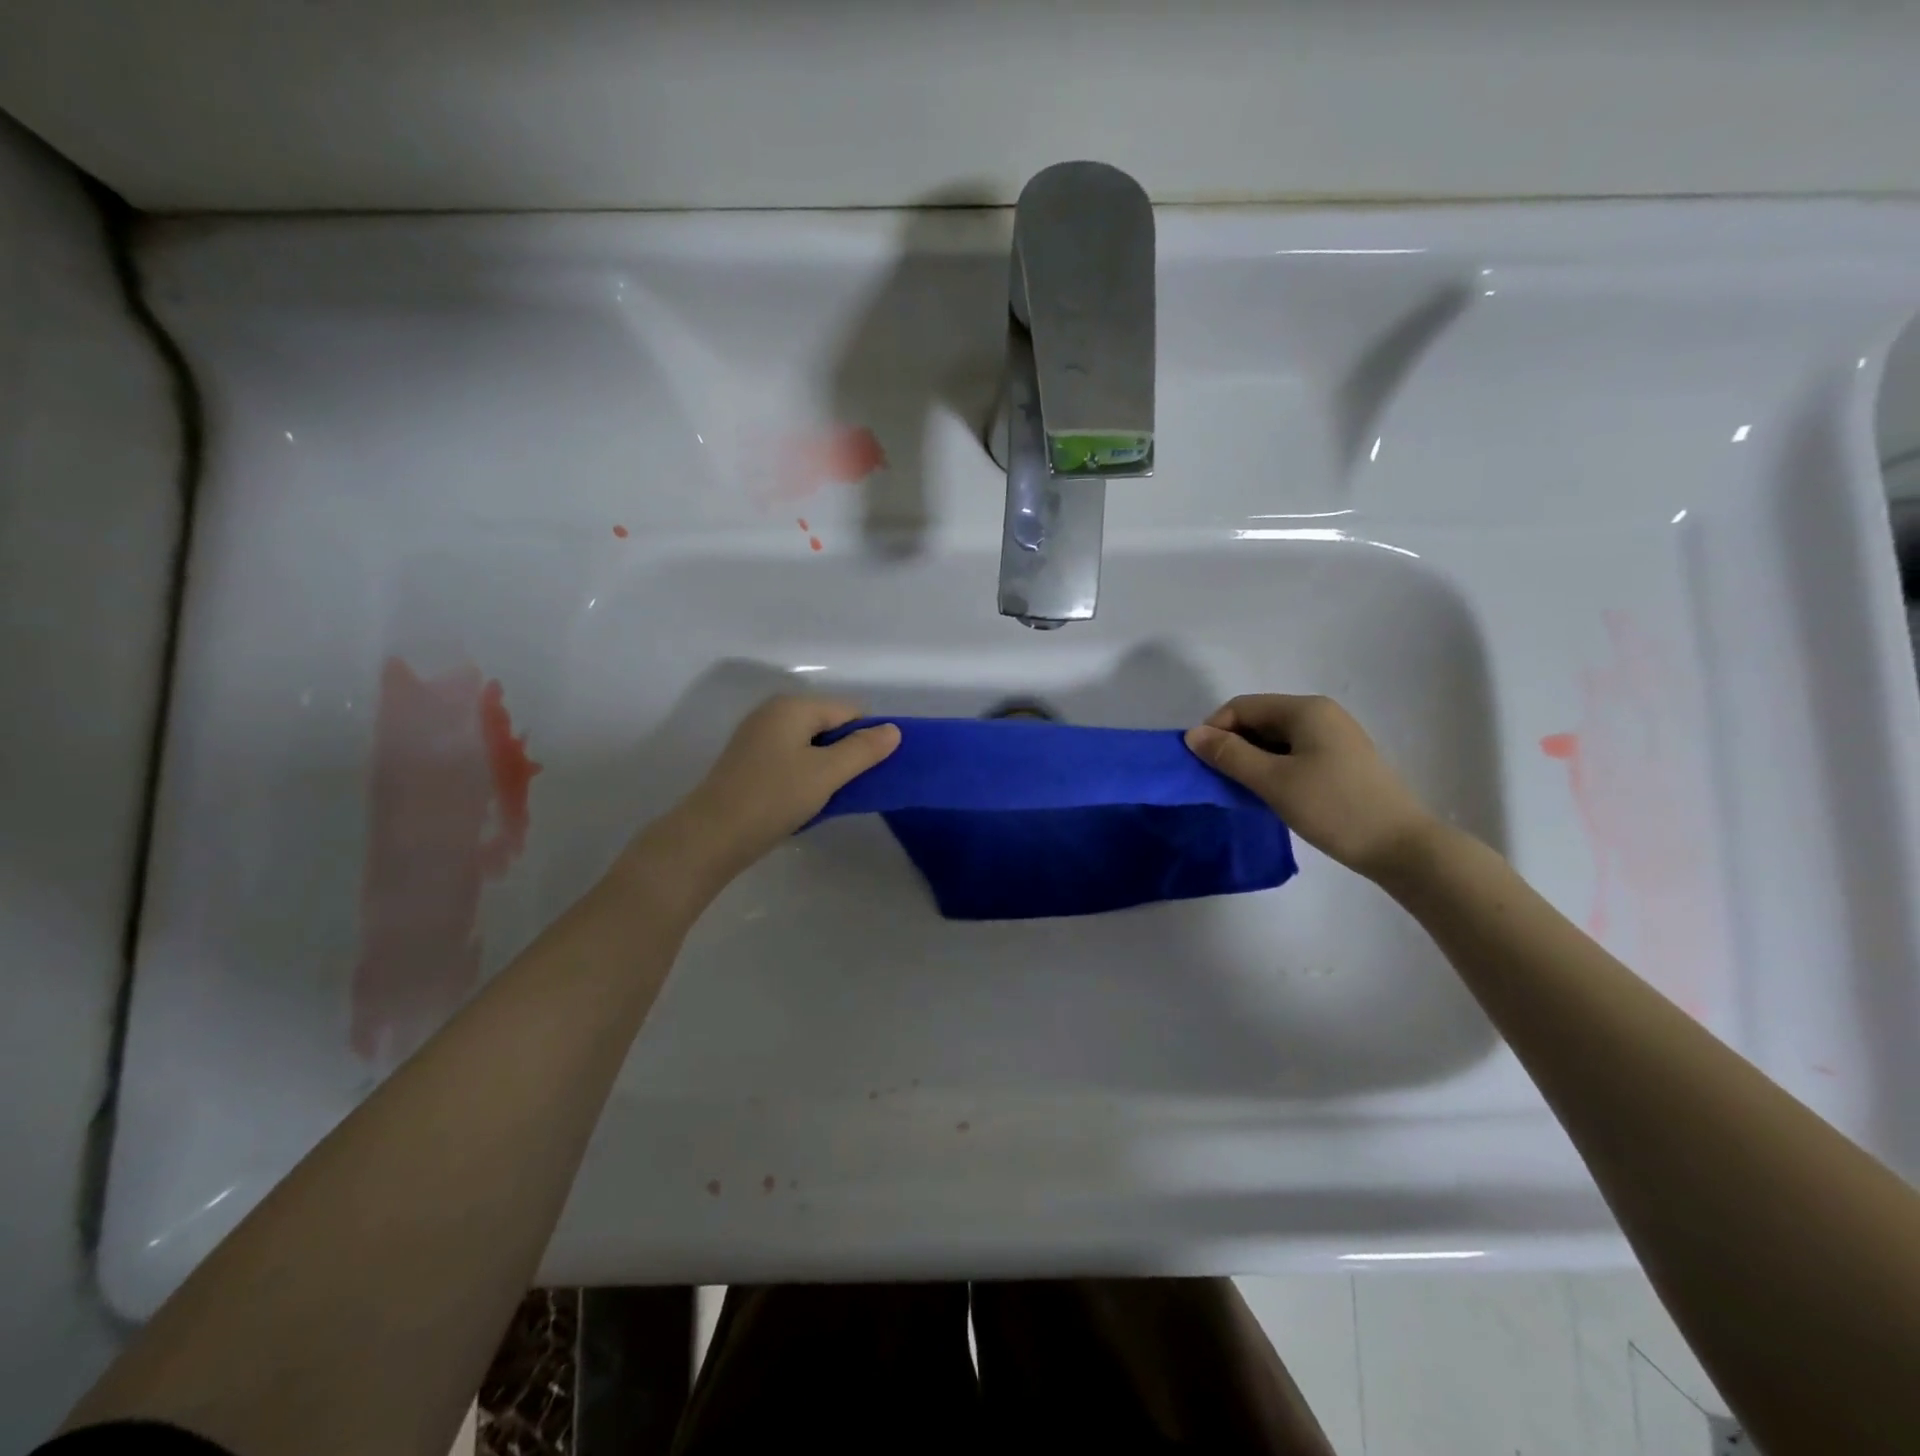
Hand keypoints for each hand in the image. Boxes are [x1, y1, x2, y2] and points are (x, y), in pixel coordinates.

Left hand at [649, 696, 899, 884]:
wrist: (711, 836)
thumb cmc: (774, 797)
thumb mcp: (827, 773)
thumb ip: (863, 749)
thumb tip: (893, 730)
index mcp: (792, 706)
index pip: (849, 710)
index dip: (868, 737)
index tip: (874, 772)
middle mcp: (773, 713)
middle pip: (829, 725)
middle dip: (847, 753)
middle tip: (853, 787)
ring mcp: (757, 737)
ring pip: (810, 745)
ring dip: (826, 768)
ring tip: (830, 797)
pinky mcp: (748, 762)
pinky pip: (791, 759)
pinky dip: (805, 775)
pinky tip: (805, 801)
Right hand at [1185, 694, 1437, 879]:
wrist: (1401, 846)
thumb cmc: (1333, 807)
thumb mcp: (1273, 781)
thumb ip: (1229, 755)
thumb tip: (1192, 735)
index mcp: (1305, 709)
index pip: (1242, 707)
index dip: (1215, 730)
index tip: (1202, 765)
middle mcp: (1321, 714)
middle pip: (1259, 720)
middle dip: (1233, 746)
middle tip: (1220, 782)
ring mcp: (1334, 737)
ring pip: (1275, 739)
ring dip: (1252, 760)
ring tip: (1244, 791)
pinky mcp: (1341, 761)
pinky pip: (1294, 754)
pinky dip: (1273, 768)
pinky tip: (1272, 795)